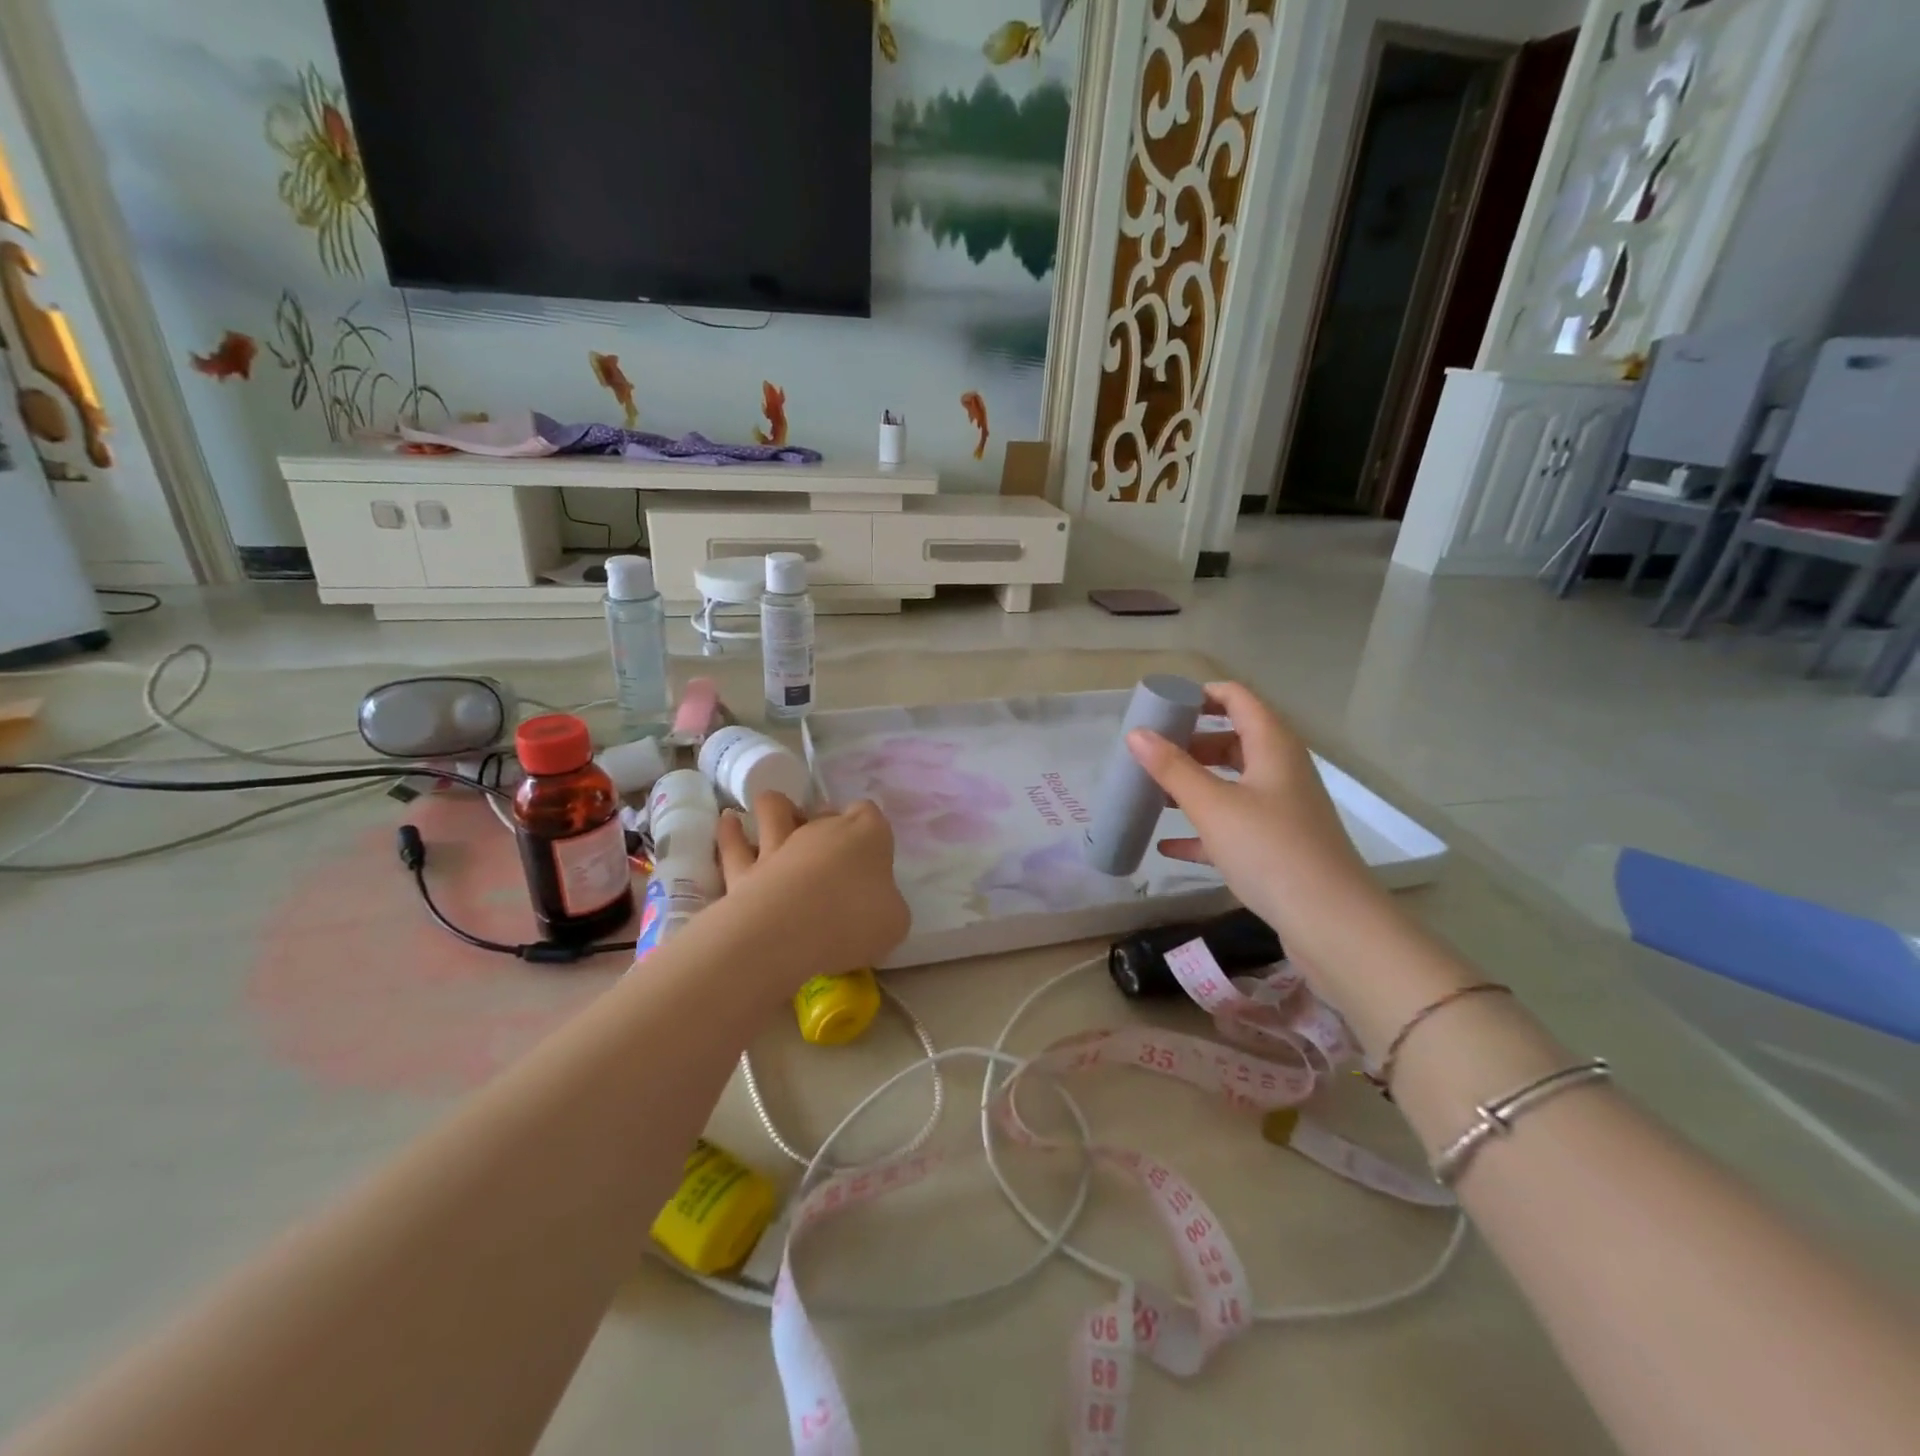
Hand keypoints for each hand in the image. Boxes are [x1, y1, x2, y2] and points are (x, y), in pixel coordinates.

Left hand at [715, 793, 909, 984]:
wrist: (791, 931)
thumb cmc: (855, 920)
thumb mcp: (894, 920)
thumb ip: (886, 904)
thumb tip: (876, 905)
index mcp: (867, 835)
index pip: (870, 815)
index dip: (869, 831)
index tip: (870, 854)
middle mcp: (822, 830)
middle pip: (825, 813)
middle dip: (826, 824)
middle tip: (830, 853)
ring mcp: (780, 845)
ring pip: (775, 811)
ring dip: (776, 808)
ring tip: (775, 811)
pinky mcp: (745, 870)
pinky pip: (735, 844)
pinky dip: (731, 832)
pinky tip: (728, 822)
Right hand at [1126, 682, 1391, 964]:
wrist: (1331, 923)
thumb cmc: (1270, 849)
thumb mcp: (1213, 806)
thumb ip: (1172, 768)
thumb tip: (1136, 734)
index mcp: (1273, 746)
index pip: (1237, 699)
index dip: (1200, 694)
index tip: (1161, 705)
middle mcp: (1281, 771)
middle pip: (1232, 740)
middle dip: (1190, 743)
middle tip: (1150, 752)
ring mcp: (1282, 810)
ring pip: (1232, 784)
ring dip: (1194, 785)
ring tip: (1152, 793)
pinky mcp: (1278, 847)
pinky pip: (1233, 825)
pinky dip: (1203, 829)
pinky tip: (1168, 844)